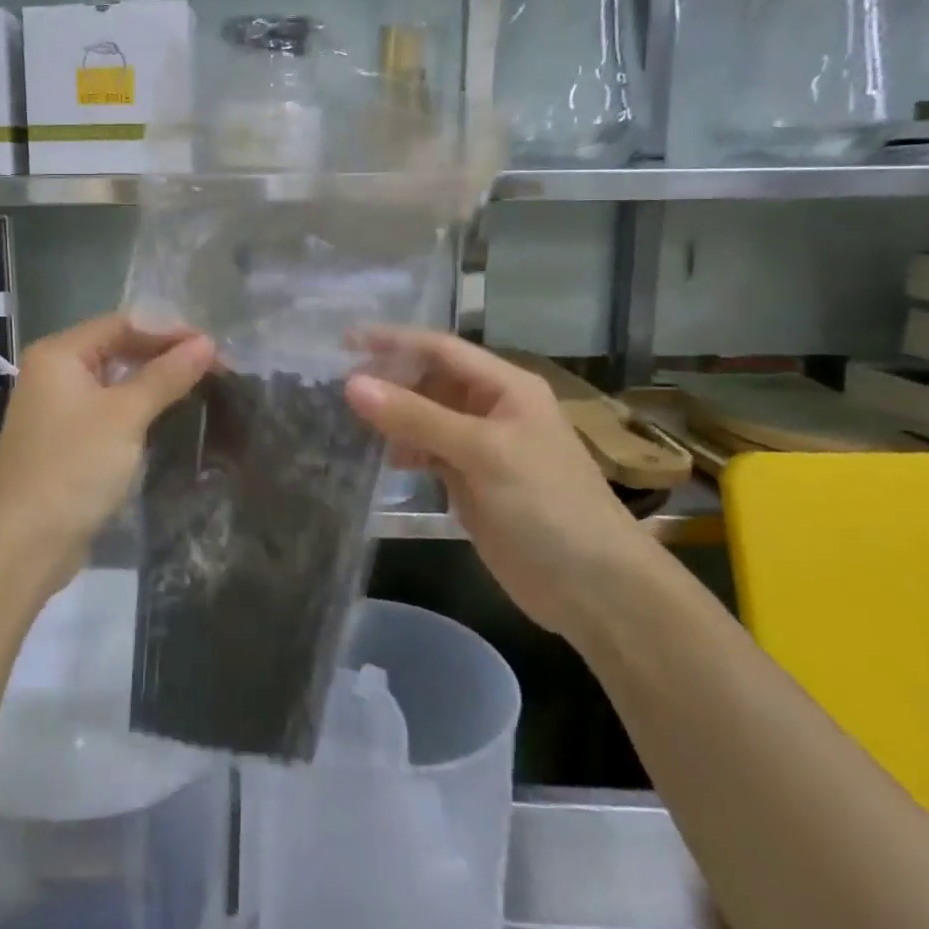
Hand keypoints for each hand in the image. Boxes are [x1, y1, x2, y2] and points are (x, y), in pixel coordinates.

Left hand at [0, 314, 214, 587]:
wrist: (25, 543)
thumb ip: (166, 375)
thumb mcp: (125, 415)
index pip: (122, 324)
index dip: (169, 331)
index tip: (212, 346)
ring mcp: (57, 409)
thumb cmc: (74, 467)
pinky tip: (167, 415)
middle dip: (164, 355)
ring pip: (114, 381)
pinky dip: (137, 408)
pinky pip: (108, 410)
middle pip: (117, 349)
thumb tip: (207, 342)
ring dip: (153, 382)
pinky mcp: (66, 440)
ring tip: (199, 386)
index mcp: (59, 354)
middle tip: (213, 367)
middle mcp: (53, 373)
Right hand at [344, 328, 652, 638]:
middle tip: (335, 383)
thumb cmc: (546, 505)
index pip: (440, 349)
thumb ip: (416, 417)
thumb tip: (353, 385)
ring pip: (425, 417)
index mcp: (505, 387)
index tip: (343, 340)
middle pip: (430, 381)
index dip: (393, 341)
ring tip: (346, 418)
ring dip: (392, 415)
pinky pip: (428, 452)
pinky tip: (382, 457)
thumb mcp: (482, 452)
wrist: (593, 588)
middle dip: (388, 379)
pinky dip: (404, 450)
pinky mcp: (472, 482)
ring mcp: (481, 447)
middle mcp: (491, 408)